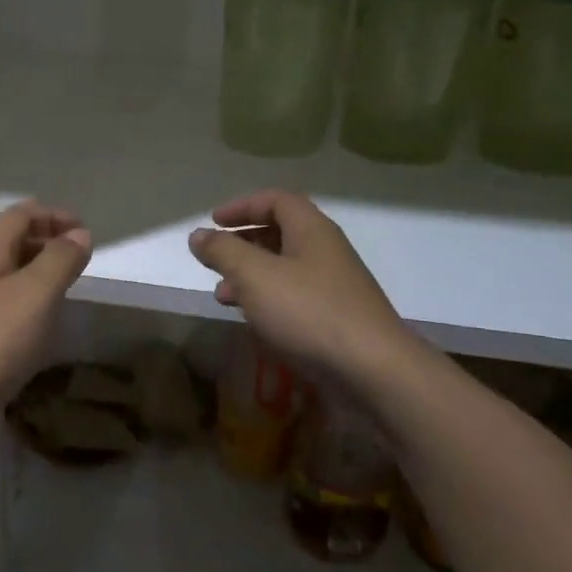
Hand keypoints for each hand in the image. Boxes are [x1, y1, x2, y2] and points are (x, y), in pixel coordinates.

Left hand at [0, 201, 91, 462]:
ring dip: (34, 278)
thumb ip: (58, 262)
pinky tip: (34, 334)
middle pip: (10, 242)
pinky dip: (21, 309)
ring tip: (63, 296)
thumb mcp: (33, 297)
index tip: (86, 231)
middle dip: (45, 245)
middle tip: (79, 264)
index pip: (21, 214)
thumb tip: (79, 232)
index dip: (54, 215)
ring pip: (3, 278)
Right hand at [188, 190, 417, 388]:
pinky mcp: (335, 318)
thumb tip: (198, 235)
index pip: (276, 200)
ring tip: (222, 295)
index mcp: (311, 230)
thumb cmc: (308, 312)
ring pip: (284, 268)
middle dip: (242, 242)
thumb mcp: (254, 276)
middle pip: (280, 233)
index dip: (242, 206)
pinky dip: (267, 300)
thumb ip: (223, 251)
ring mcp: (334, 286)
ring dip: (250, 275)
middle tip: (215, 258)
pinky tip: (252, 320)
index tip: (214, 221)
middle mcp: (326, 252)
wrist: (373, 370)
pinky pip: (294, 297)